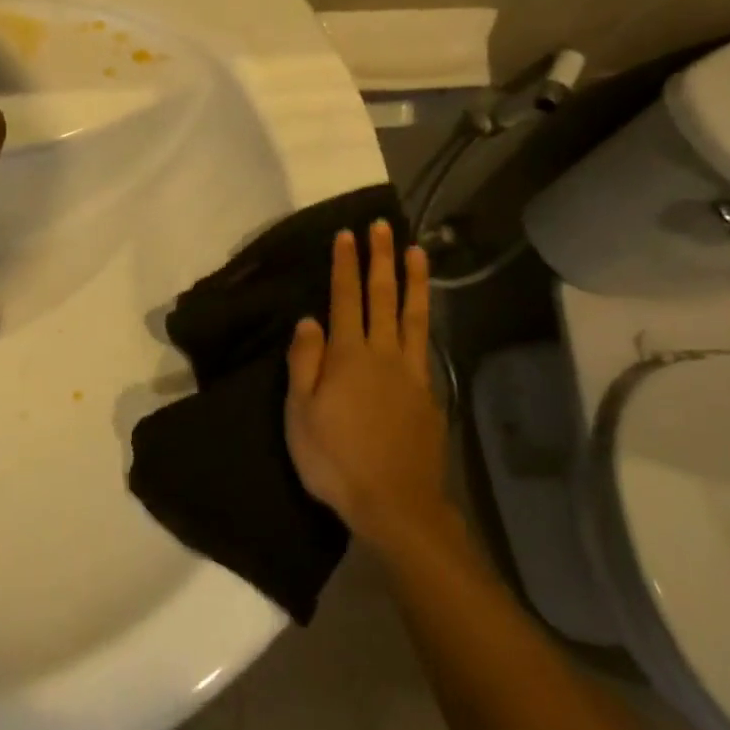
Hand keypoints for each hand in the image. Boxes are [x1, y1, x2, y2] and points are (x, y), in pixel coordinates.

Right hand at [285, 221, 463, 559]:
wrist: (395, 503)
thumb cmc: (336, 459)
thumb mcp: (301, 413)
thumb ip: (305, 362)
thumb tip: (309, 319)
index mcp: (348, 356)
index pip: (346, 299)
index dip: (346, 265)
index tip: (348, 234)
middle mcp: (383, 355)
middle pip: (383, 297)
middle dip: (381, 259)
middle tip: (383, 226)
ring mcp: (410, 373)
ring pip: (413, 316)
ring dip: (414, 281)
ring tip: (417, 251)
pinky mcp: (428, 394)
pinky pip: (424, 346)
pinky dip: (423, 321)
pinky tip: (422, 315)